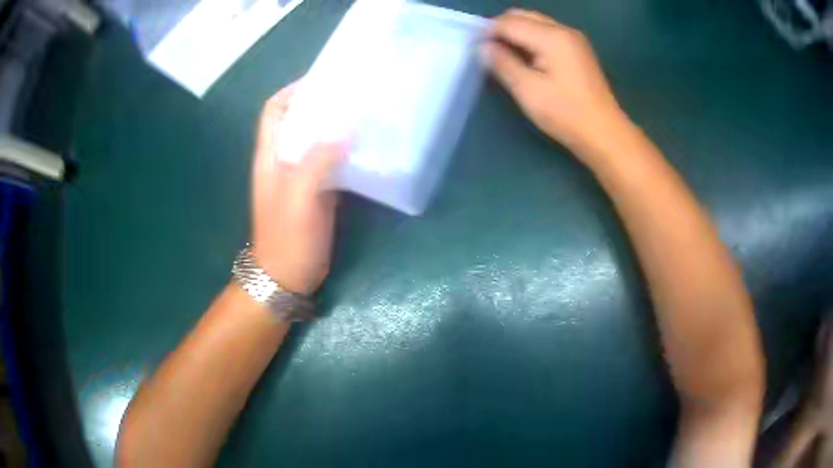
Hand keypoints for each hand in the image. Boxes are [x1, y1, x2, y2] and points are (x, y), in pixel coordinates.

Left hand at [251, 83, 344, 294]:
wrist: (287, 276)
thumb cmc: (288, 239)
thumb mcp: (300, 199)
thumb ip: (317, 162)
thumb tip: (344, 128)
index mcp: (271, 156)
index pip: (275, 110)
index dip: (294, 91)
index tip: (324, 81)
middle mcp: (283, 159)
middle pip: (298, 120)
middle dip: (321, 104)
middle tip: (353, 94)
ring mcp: (300, 175)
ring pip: (315, 139)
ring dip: (335, 125)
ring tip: (364, 114)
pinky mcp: (316, 190)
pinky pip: (329, 161)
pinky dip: (344, 149)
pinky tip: (365, 147)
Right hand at [482, 9, 626, 157]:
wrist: (605, 133)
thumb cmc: (566, 113)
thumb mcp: (528, 90)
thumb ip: (503, 63)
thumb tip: (483, 47)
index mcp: (552, 37)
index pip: (509, 22)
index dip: (487, 32)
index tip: (472, 48)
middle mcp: (563, 30)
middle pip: (523, 16)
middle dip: (501, 29)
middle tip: (488, 51)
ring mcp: (574, 39)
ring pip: (535, 23)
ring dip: (516, 33)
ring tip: (504, 55)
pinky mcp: (578, 50)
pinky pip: (547, 33)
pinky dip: (531, 39)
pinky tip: (526, 58)